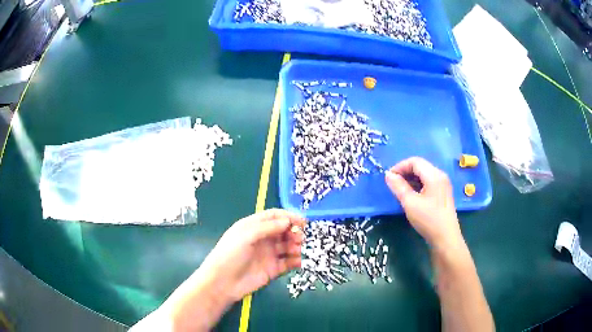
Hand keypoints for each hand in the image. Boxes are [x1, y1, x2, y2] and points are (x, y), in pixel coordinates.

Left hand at [161, 209, 305, 330]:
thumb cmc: (230, 254)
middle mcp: (263, 239)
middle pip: (284, 231)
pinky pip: (288, 262)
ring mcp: (269, 254)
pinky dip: (296, 260)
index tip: (303, 222)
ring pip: (288, 246)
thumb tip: (287, 220)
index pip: (274, 217)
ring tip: (298, 250)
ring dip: (296, 246)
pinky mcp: (273, 269)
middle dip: (294, 232)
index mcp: (253, 226)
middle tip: (300, 238)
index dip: (289, 217)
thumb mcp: (245, 236)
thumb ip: (267, 227)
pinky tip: (299, 261)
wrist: (223, 283)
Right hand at [385, 157, 462, 249]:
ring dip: (411, 179)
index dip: (400, 166)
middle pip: (420, 166)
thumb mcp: (410, 203)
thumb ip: (398, 187)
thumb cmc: (428, 219)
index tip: (389, 178)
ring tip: (401, 191)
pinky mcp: (443, 193)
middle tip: (393, 184)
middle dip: (405, 172)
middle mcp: (440, 175)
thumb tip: (388, 175)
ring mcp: (443, 184)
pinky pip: (429, 182)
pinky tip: (412, 196)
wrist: (445, 238)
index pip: (414, 161)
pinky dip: (418, 185)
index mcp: (434, 175)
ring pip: (424, 174)